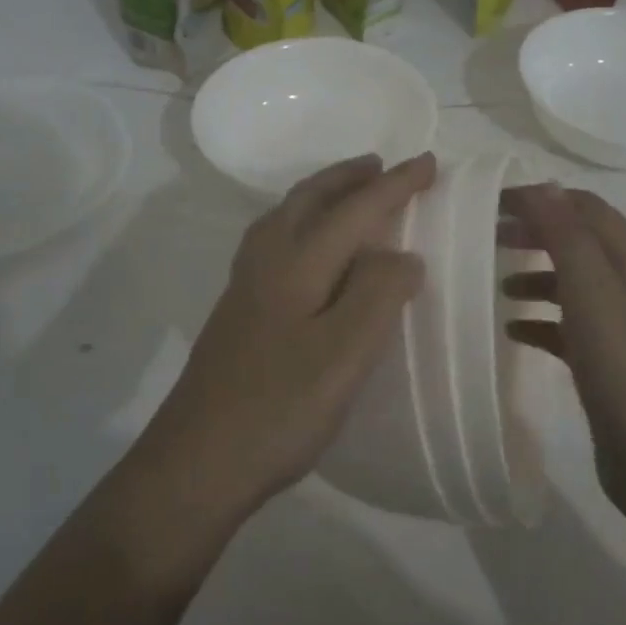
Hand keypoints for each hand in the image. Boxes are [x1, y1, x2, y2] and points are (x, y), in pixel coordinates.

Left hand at [147, 153, 434, 514]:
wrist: (197, 463)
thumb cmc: (279, 409)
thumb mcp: (344, 355)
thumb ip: (378, 295)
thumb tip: (401, 255)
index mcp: (296, 264)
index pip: (355, 210)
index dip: (395, 185)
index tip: (429, 162)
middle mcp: (266, 263)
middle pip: (308, 200)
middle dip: (348, 177)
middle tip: (381, 165)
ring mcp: (244, 288)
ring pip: (284, 218)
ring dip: (320, 196)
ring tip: (348, 194)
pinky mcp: (237, 313)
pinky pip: (273, 243)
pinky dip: (300, 224)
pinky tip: (307, 252)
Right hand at [501, 184, 625, 520]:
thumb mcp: (594, 293)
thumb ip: (568, 238)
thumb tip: (545, 186)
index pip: (589, 211)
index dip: (545, 198)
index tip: (495, 201)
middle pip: (582, 245)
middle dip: (538, 233)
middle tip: (491, 236)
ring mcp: (625, 332)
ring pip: (575, 288)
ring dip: (538, 278)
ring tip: (498, 285)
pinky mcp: (610, 368)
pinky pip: (571, 331)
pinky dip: (542, 322)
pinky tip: (514, 332)